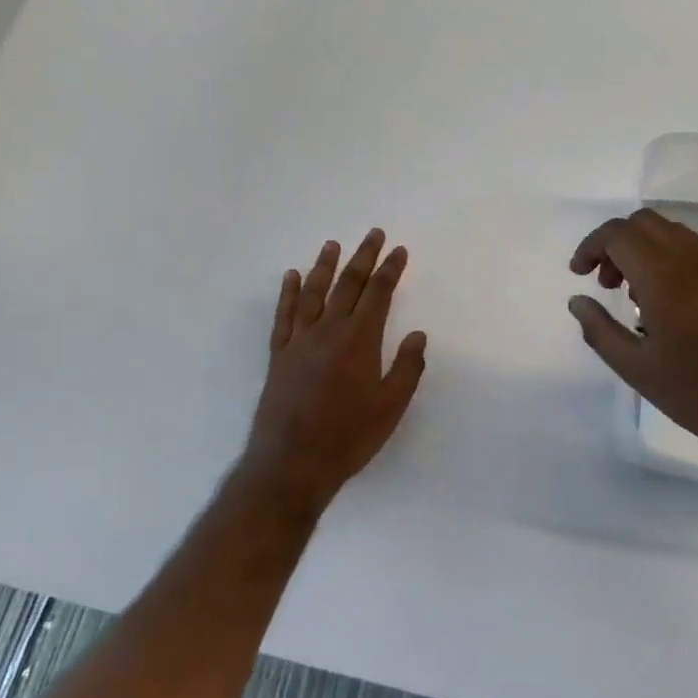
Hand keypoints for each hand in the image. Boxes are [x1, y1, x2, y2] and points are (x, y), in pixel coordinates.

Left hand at [241, 229, 428, 513]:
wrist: (292, 463)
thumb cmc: (348, 437)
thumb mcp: (391, 407)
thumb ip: (407, 367)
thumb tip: (417, 334)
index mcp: (359, 340)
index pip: (378, 293)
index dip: (390, 269)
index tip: (399, 250)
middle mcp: (328, 330)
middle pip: (348, 284)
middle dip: (363, 257)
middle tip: (374, 234)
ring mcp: (300, 340)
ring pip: (314, 292)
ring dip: (325, 266)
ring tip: (333, 244)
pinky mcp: (279, 354)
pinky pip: (284, 315)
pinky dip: (289, 293)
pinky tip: (292, 277)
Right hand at [568, 208, 697, 478]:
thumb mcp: (637, 370)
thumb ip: (599, 330)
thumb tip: (577, 301)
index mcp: (664, 279)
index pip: (618, 235)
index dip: (590, 246)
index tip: (578, 274)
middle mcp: (690, 261)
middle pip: (643, 222)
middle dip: (614, 242)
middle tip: (603, 281)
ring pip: (668, 231)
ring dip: (640, 247)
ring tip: (629, 292)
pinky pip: (689, 249)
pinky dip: (663, 257)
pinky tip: (660, 302)